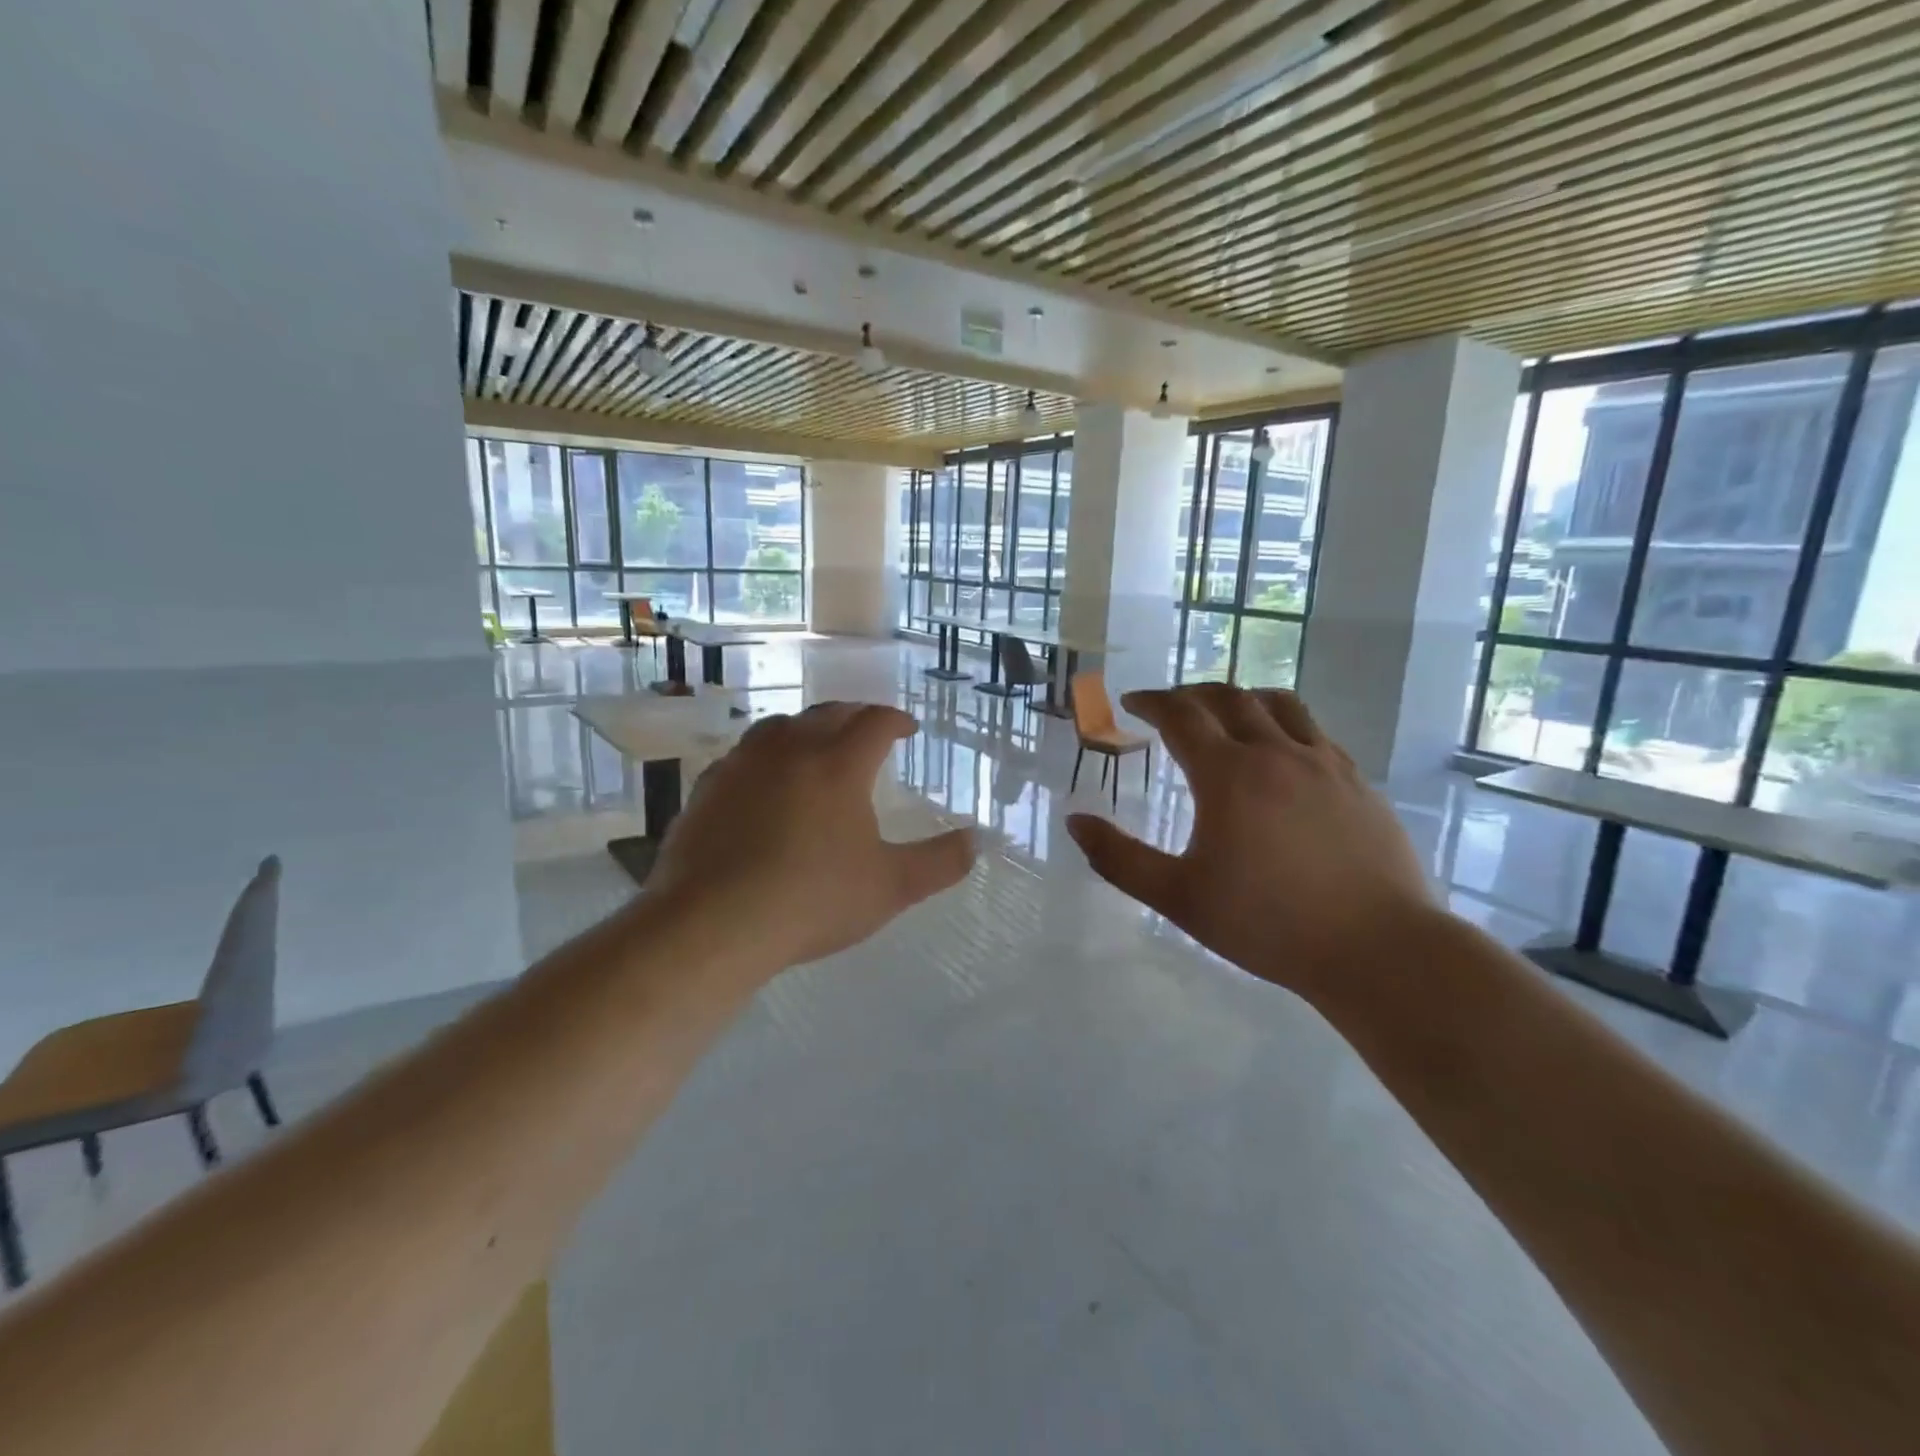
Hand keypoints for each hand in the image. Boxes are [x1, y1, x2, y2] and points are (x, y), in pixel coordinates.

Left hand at [648, 702, 976, 973]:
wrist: (713, 924)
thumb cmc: (812, 900)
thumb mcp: (891, 887)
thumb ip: (940, 862)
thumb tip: (976, 841)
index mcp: (838, 764)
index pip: (874, 722)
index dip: (896, 720)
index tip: (908, 729)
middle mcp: (789, 750)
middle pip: (827, 714)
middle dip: (854, 716)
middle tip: (867, 729)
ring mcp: (741, 766)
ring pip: (779, 727)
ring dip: (806, 729)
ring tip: (816, 745)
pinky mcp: (707, 790)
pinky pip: (742, 757)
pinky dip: (765, 757)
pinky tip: (763, 783)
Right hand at [1066, 684, 1433, 995]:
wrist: (1378, 949)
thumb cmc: (1267, 924)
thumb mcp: (1178, 897)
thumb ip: (1119, 858)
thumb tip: (1075, 821)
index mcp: (1228, 775)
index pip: (1181, 715)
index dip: (1151, 701)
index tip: (1132, 702)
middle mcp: (1276, 753)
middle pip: (1230, 697)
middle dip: (1192, 693)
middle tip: (1171, 705)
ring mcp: (1324, 763)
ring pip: (1280, 704)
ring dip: (1243, 698)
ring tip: (1226, 714)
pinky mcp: (1359, 782)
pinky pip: (1315, 732)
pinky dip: (1285, 725)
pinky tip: (1282, 755)